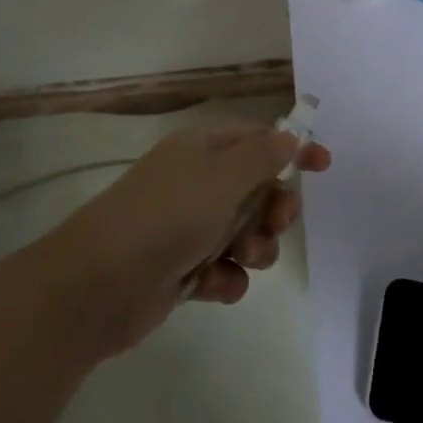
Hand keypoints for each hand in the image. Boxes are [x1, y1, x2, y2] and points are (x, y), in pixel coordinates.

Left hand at [37, 125, 330, 354]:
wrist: (99, 285)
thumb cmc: (167, 216)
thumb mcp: (223, 176)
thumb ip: (263, 155)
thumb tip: (289, 137)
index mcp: (203, 150)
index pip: (257, 140)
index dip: (292, 150)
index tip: (323, 166)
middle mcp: (197, 184)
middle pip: (257, 190)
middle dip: (273, 209)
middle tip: (276, 223)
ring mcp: (187, 228)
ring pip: (245, 234)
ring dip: (255, 248)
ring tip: (240, 257)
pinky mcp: (181, 270)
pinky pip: (224, 270)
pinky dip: (225, 278)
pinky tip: (213, 285)